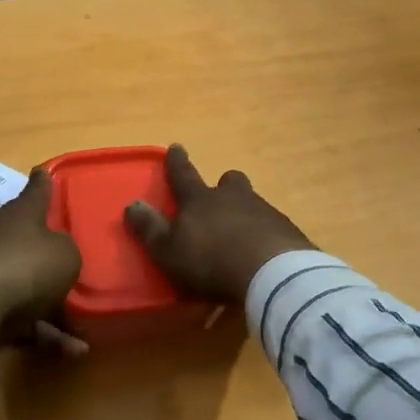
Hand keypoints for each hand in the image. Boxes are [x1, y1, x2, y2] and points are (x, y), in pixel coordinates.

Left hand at [0, 168, 81, 356]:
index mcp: (20, 214)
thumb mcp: (66, 254)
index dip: (43, 182)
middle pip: (27, 237)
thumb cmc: (27, 266)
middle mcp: (0, 236)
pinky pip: (21, 317)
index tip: (44, 171)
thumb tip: (56, 253)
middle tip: (71, 258)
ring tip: (84, 327)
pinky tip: (73, 351)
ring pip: (26, 283)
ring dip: (53, 304)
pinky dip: (45, 332)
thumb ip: (67, 251)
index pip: (35, 190)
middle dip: (48, 250)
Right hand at [124, 145, 314, 304]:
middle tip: (220, 194)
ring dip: (244, 212)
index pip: (183, 175)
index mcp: (200, 199)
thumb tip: (131, 204)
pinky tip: (262, 252)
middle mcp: (233, 197)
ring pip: (251, 202)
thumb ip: (150, 229)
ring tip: (240, 233)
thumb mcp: (169, 250)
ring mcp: (264, 211)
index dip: (177, 162)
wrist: (272, 273)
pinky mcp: (287, 231)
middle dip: (223, 185)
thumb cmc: (211, 261)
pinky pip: (271, 226)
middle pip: (229, 181)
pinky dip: (264, 234)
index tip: (175, 146)